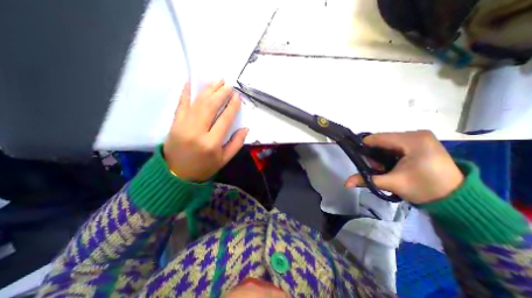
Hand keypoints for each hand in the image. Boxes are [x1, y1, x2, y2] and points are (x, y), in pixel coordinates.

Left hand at [163, 79, 248, 181]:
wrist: (176, 174)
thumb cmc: (204, 168)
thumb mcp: (224, 159)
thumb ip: (236, 143)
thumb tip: (245, 128)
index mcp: (212, 143)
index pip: (224, 119)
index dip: (232, 106)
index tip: (237, 96)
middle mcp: (197, 132)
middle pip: (210, 107)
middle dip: (221, 93)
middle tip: (229, 85)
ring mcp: (183, 125)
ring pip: (197, 103)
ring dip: (208, 90)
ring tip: (217, 81)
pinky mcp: (174, 123)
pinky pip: (181, 104)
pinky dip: (186, 92)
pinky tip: (192, 82)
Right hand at [345, 130, 461, 204]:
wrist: (458, 199)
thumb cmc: (425, 189)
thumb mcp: (393, 184)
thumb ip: (367, 180)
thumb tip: (345, 183)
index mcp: (412, 140)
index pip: (377, 138)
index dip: (364, 148)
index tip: (362, 161)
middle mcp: (416, 133)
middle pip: (382, 140)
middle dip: (375, 154)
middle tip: (378, 169)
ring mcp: (420, 137)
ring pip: (388, 142)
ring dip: (381, 154)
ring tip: (386, 168)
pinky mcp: (422, 142)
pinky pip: (396, 144)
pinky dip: (390, 153)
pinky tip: (393, 164)